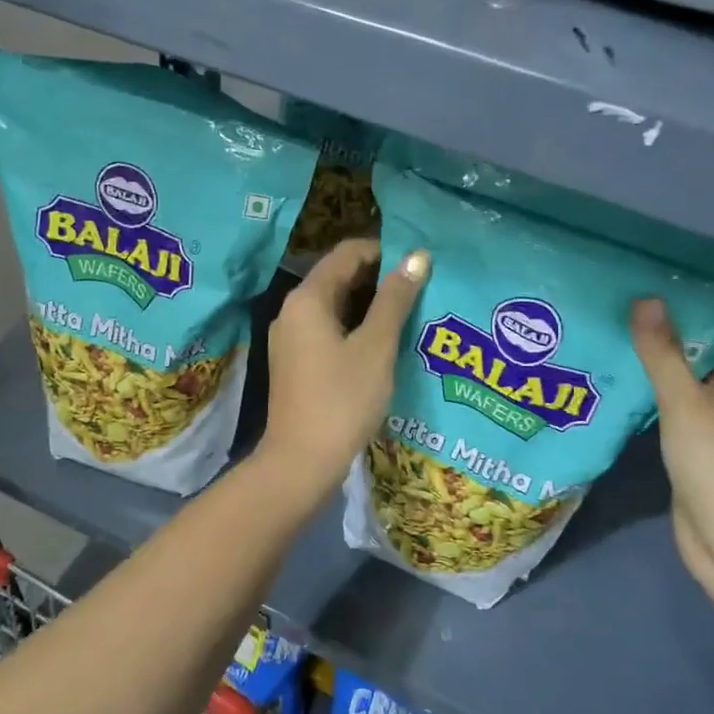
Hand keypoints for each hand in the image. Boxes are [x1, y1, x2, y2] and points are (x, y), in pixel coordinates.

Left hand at [257, 238, 429, 502]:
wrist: (301, 461)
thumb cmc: (342, 399)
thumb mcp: (376, 346)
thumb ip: (396, 299)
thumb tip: (417, 256)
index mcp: (307, 298)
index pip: (347, 253)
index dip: (384, 251)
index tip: (420, 264)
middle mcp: (292, 311)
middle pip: (339, 277)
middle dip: (380, 279)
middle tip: (422, 289)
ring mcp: (291, 338)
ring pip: (335, 306)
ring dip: (371, 305)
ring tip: (411, 314)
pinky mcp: (296, 363)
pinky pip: (329, 330)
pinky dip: (356, 328)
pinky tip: (384, 343)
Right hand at [631, 299, 713, 614]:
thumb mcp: (687, 406)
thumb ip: (663, 354)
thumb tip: (645, 299)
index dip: (689, 304)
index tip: (647, 282)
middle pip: (705, 349)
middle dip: (666, 332)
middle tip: (618, 301)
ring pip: (688, 377)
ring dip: (656, 362)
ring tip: (611, 329)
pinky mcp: (705, 438)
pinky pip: (679, 401)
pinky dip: (654, 390)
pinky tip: (618, 371)